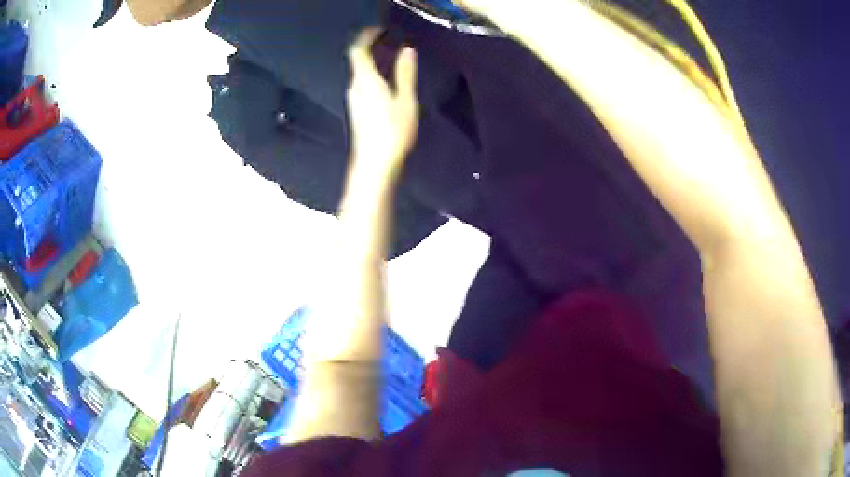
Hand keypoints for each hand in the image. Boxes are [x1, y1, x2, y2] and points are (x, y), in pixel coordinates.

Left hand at [347, 29, 418, 182]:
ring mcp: (353, 99)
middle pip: (358, 60)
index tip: (380, 30)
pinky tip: (387, 82)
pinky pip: (363, 84)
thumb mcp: (406, 100)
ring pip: (360, 73)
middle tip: (391, 41)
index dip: (366, 36)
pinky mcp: (356, 110)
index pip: (358, 50)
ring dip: (373, 62)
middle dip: (372, 47)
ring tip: (392, 59)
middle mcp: (354, 87)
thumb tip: (407, 50)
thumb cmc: (393, 131)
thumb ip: (405, 73)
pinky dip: (373, 75)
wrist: (375, 164)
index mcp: (365, 80)